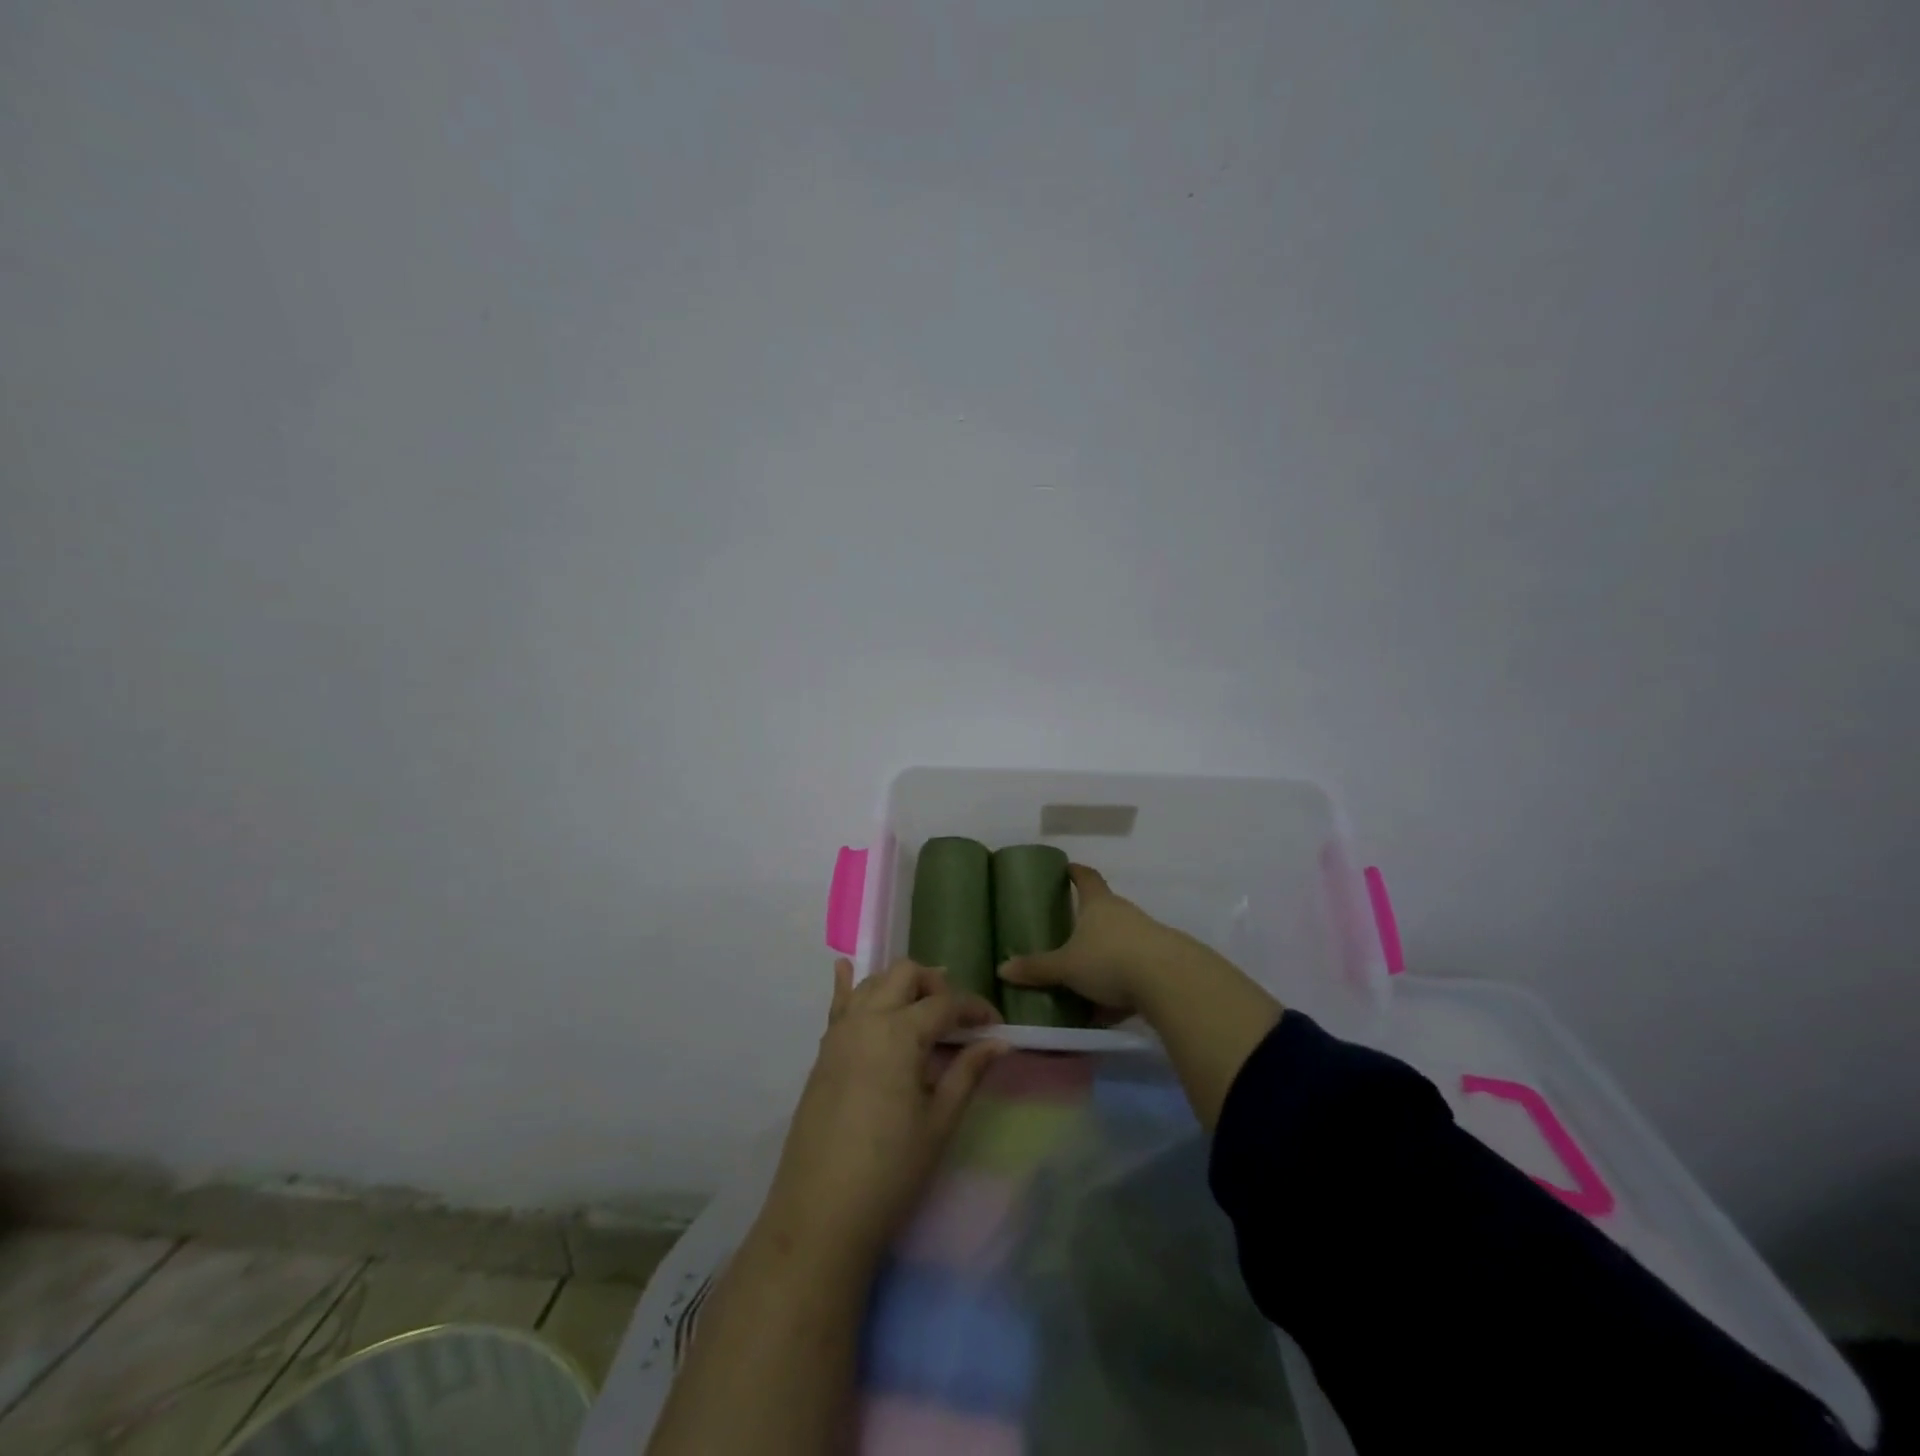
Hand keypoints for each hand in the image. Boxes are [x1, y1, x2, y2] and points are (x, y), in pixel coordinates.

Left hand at [760, 958, 1005, 1269]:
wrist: (821, 1214)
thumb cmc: (891, 1171)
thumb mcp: (939, 1122)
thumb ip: (968, 1072)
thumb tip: (1000, 1042)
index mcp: (899, 1033)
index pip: (946, 1003)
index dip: (975, 1009)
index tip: (996, 1024)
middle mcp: (866, 1019)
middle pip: (905, 974)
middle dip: (936, 985)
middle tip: (956, 1019)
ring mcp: (839, 1032)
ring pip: (873, 982)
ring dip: (901, 985)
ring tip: (922, 1009)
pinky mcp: (823, 1051)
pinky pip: (838, 1003)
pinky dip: (848, 984)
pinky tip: (847, 969)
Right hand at [997, 863, 1185, 1015]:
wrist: (1169, 981)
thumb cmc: (1109, 960)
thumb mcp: (1066, 967)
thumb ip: (1037, 968)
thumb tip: (1002, 969)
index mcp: (1098, 904)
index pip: (1086, 878)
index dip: (1075, 872)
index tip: (1067, 868)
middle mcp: (1124, 913)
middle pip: (1104, 909)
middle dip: (1088, 920)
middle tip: (1068, 931)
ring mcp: (1147, 936)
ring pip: (1121, 942)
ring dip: (1105, 956)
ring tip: (1085, 977)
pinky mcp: (1162, 962)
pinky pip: (1135, 970)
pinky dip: (1121, 984)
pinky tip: (1110, 1009)